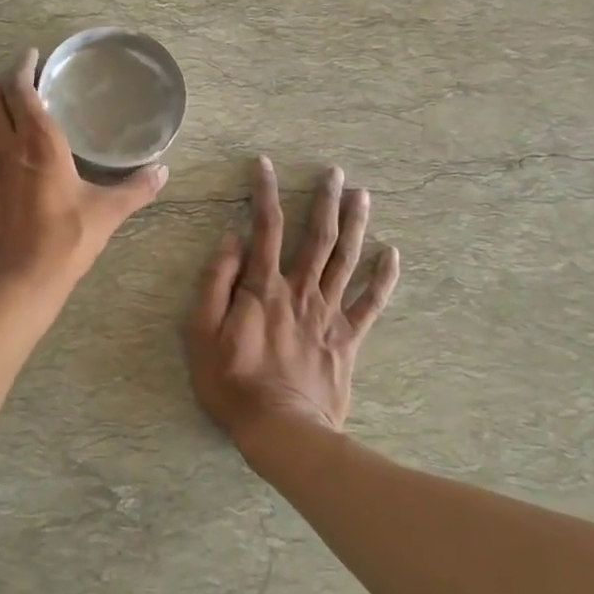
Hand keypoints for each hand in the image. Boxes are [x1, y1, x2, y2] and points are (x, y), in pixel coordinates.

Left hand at [0, 48, 167, 293]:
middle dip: (2, 80)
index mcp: (40, 143)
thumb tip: (164, 170)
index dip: (23, 67)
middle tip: (18, 78)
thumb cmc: (66, 242)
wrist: (20, 282)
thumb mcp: (107, 213)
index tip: (31, 57)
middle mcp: (5, 146)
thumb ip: (137, 188)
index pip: (22, 90)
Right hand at [184, 157, 399, 445]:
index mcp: (263, 286)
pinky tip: (392, 253)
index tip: (265, 164)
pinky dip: (383, 277)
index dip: (265, 192)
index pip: (266, 227)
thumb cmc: (232, 382)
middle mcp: (300, 290)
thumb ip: (215, 282)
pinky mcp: (348, 338)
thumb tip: (231, 239)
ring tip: (362, 195)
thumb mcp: (201, 332)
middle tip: (335, 172)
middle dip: (325, 200)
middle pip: (317, 236)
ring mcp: (329, 313)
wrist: (281, 430)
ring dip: (355, 224)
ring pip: (346, 258)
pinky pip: (371, 302)